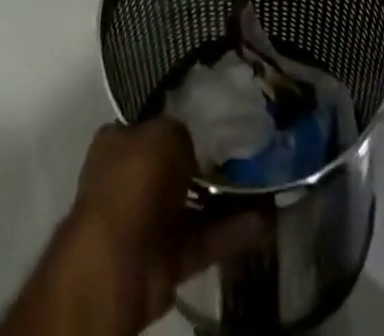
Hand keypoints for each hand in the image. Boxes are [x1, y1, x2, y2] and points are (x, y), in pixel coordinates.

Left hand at [59, 120, 257, 331]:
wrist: (117, 262)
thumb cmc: (134, 181)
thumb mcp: (163, 134)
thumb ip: (181, 133)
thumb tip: (193, 146)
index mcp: (119, 143)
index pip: (152, 126)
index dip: (180, 122)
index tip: (213, 120)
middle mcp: (131, 179)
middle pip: (175, 167)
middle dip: (207, 164)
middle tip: (247, 153)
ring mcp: (148, 221)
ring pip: (194, 205)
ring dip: (227, 200)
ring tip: (266, 186)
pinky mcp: (167, 259)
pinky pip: (204, 240)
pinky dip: (231, 233)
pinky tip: (265, 223)